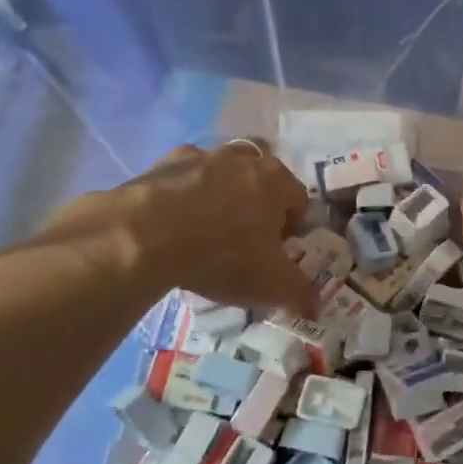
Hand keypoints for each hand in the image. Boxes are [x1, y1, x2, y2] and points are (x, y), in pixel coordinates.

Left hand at [39, 141, 317, 315]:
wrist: (146, 235)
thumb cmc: (224, 254)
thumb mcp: (271, 284)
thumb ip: (300, 293)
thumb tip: (316, 307)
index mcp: (278, 180)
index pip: (299, 200)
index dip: (292, 228)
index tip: (278, 253)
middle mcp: (244, 159)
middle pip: (261, 176)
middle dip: (258, 200)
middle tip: (245, 235)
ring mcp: (202, 156)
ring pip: (221, 171)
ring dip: (220, 193)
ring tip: (206, 230)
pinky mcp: (162, 164)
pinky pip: (182, 179)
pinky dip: (182, 195)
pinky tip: (172, 225)